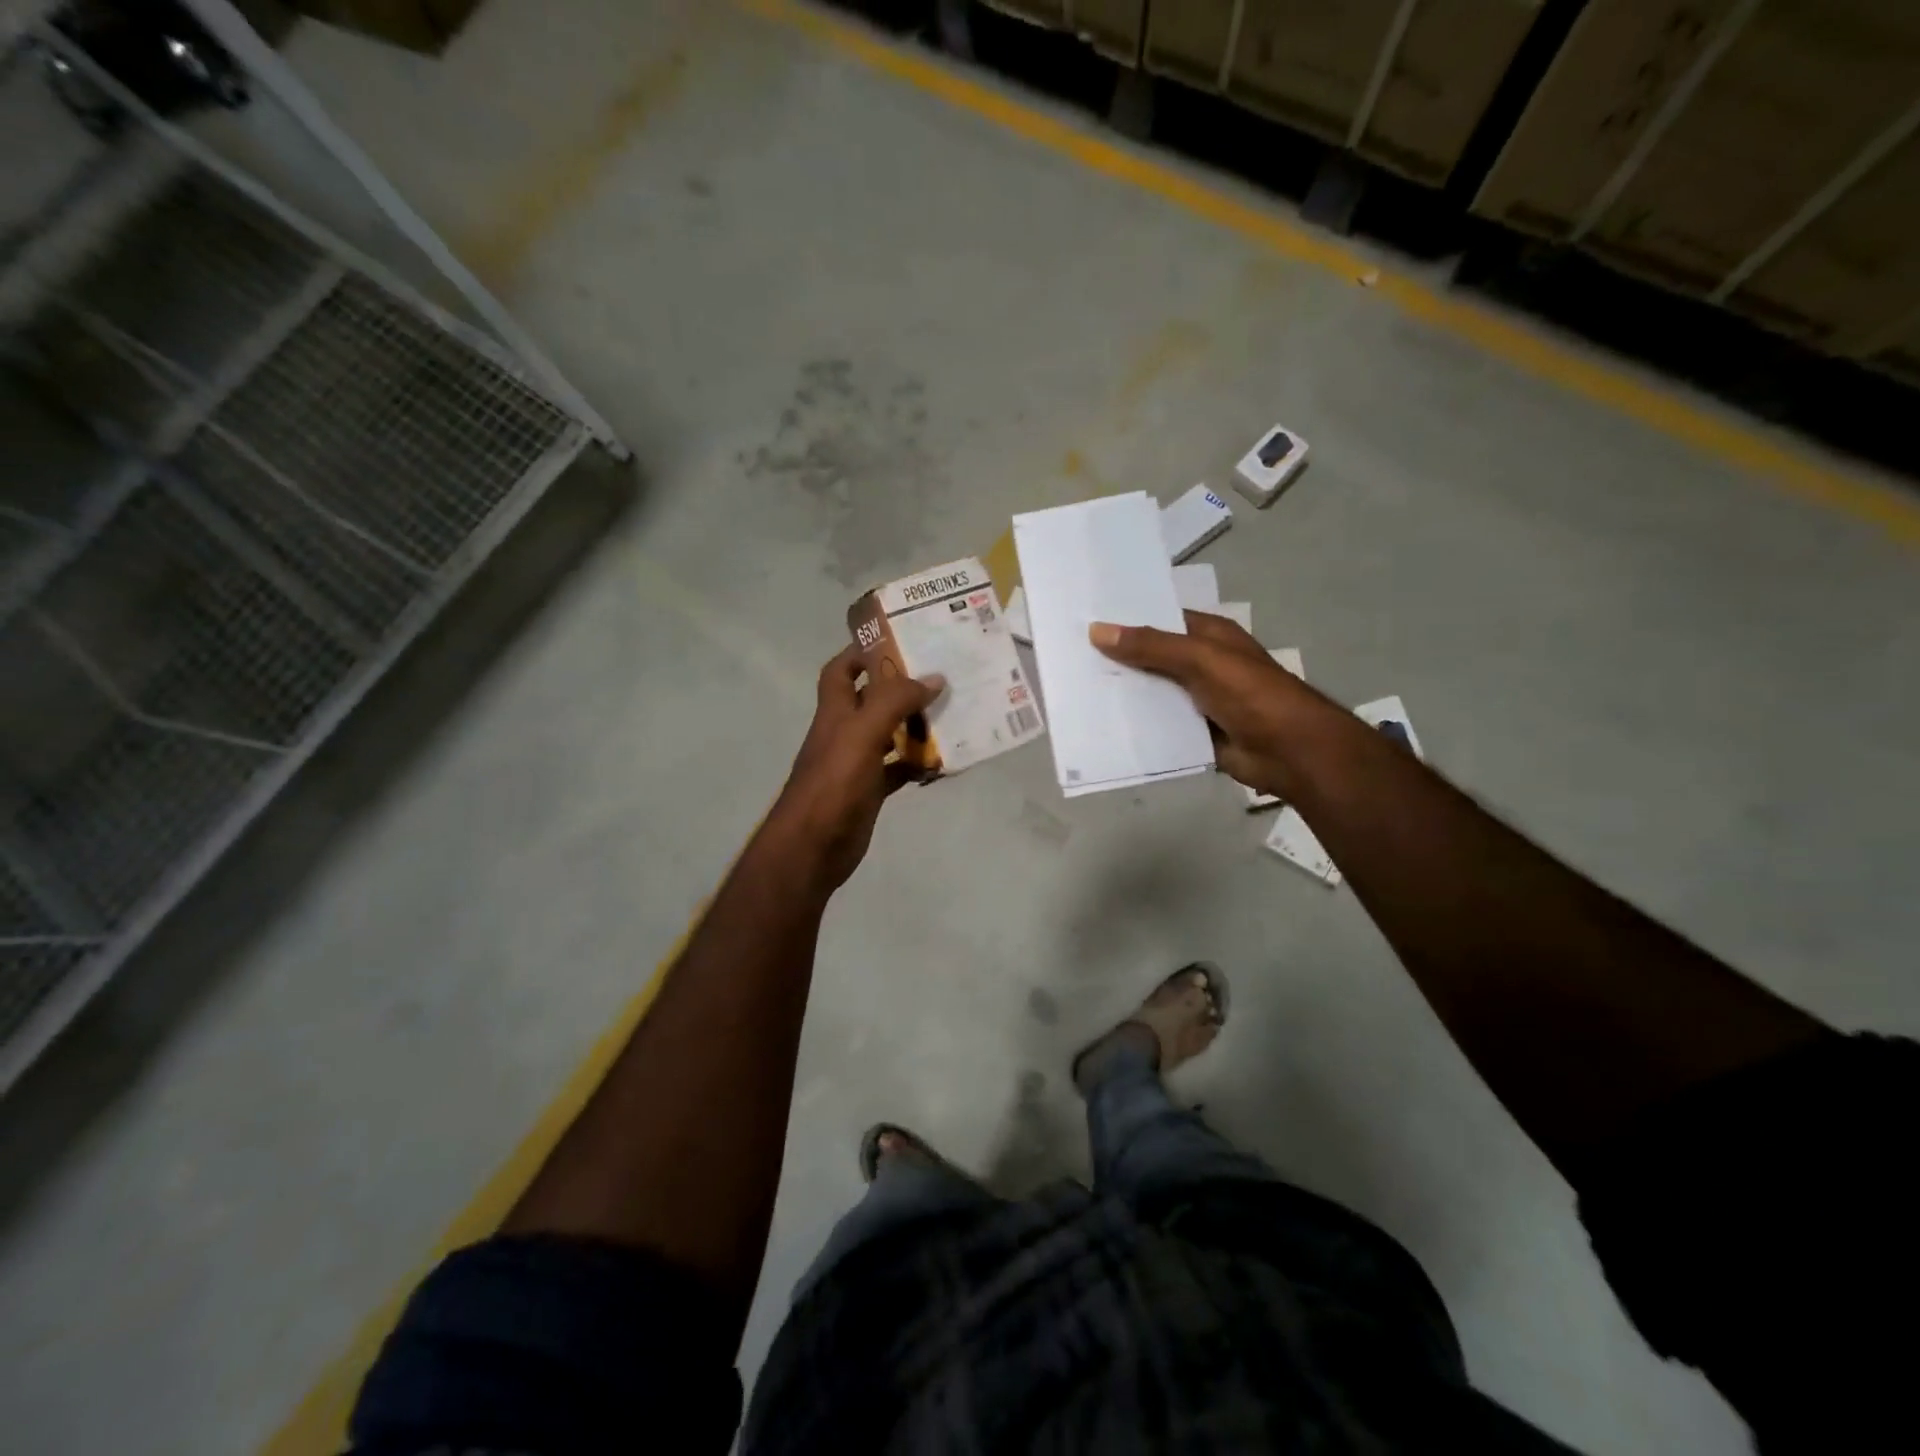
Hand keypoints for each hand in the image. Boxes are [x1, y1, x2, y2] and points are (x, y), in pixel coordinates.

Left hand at [769, 645, 944, 890]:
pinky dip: (917, 764)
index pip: (841, 670)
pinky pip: (898, 770)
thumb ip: (895, 702)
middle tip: (940, 675)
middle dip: (901, 687)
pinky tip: (942, 761)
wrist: (812, 848)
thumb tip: (934, 678)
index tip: (898, 641)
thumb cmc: (834, 784)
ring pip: (889, 734)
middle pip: (871, 700)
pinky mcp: (869, 791)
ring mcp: (856, 763)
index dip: (862, 652)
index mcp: (836, 712)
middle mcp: (844, 732)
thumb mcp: (863, 733)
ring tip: (951, 713)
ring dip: (915, 724)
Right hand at [1090, 611, 1312, 796]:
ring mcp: (1198, 700)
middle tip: (1070, 658)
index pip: (1161, 620)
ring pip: (1153, 693)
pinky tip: (1103, 724)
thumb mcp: (1200, 660)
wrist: (1289, 752)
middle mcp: (1202, 664)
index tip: (1085, 621)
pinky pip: (1159, 725)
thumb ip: (1151, 646)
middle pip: (1152, 658)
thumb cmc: (1251, 694)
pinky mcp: (1194, 732)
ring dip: (1124, 695)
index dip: (1127, 621)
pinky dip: (1137, 725)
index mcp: (1209, 636)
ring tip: (1077, 691)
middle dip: (1118, 660)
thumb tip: (1097, 630)